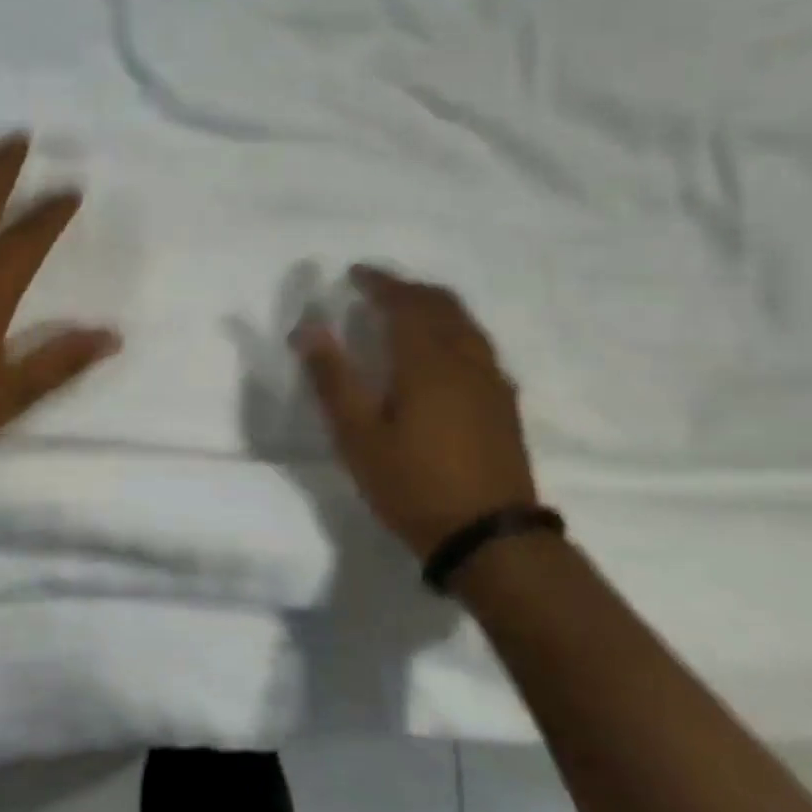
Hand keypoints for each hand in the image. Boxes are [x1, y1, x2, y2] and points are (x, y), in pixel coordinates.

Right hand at [293, 266, 536, 559]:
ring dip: (434, 306)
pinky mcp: (504, 403)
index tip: (355, 273)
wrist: (491, 538)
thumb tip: (307, 328)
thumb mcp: (358, 436)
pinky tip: (442, 353)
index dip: (379, 282)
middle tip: (378, 289)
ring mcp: (491, 381)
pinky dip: (453, 330)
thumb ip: (332, 378)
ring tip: (407, 312)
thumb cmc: (413, 485)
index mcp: (427, 361)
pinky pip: (477, 345)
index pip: (404, 303)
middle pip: (440, 304)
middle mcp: (465, 359)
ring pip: (465, 323)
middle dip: (408, 289)